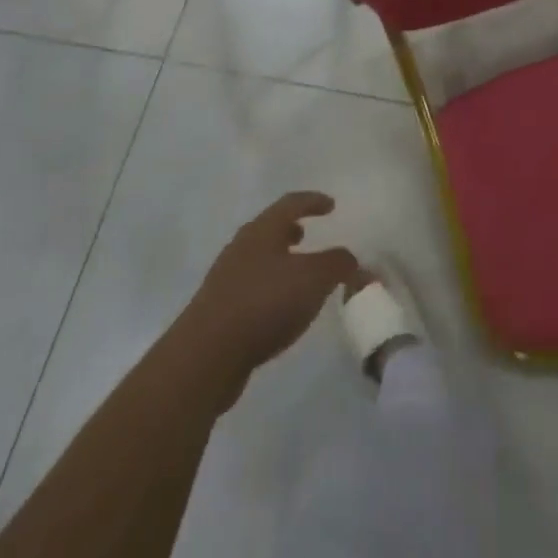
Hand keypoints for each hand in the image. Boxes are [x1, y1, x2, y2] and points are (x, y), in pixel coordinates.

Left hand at [177, 192, 359, 399]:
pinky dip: (270, 287)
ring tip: (297, 273)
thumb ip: (337, 264)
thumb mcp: (314, 279)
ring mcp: (226, 278)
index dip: (313, 201)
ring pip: (258, 258)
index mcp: (262, 230)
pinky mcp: (218, 310)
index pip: (291, 203)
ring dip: (279, 260)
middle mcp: (241, 247)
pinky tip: (280, 308)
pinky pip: (251, 287)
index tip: (331, 205)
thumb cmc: (264, 303)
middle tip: (308, 233)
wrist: (205, 356)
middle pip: (269, 229)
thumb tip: (351, 258)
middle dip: (290, 229)